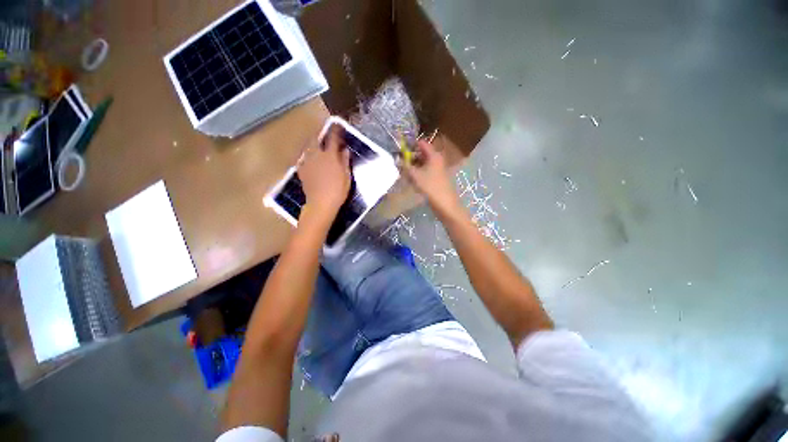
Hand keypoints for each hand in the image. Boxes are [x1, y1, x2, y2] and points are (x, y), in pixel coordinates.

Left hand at [298, 126, 350, 219]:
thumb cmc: (338, 190)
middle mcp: (316, 155)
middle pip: (316, 140)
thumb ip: (344, 161)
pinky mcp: (301, 171)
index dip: (336, 131)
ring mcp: (307, 163)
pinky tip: (310, 160)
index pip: (333, 139)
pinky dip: (307, 157)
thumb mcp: (346, 176)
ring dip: (313, 145)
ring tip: (317, 147)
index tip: (338, 126)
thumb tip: (344, 150)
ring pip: (308, 148)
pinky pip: (303, 159)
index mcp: (329, 156)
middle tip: (325, 137)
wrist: (320, 204)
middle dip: (321, 136)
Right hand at [401, 140, 459, 213]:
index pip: (422, 143)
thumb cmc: (430, 187)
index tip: (400, 150)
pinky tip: (411, 181)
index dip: (411, 145)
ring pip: (423, 164)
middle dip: (410, 158)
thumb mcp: (415, 175)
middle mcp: (437, 160)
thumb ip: (405, 166)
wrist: (445, 204)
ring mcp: (438, 170)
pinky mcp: (437, 179)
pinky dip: (418, 175)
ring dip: (413, 168)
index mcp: (434, 155)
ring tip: (404, 174)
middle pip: (422, 154)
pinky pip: (425, 173)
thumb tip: (397, 160)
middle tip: (400, 164)